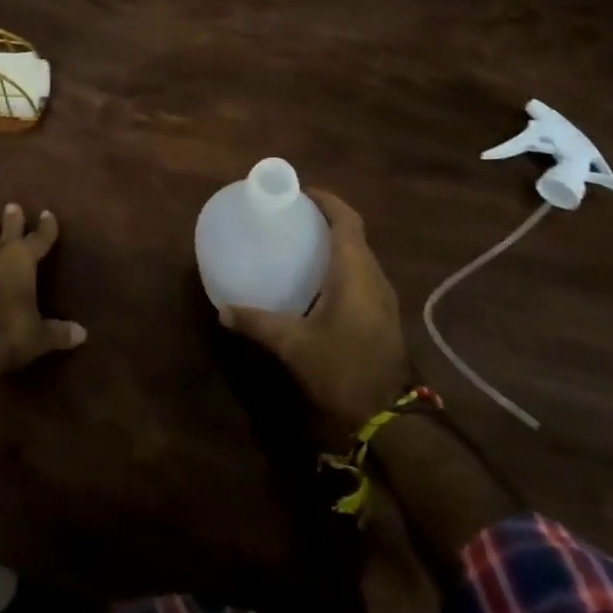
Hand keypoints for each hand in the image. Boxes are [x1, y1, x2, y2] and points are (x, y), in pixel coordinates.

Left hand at [0, 203, 85, 403]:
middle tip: (12, 206)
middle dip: (12, 220)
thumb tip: (82, 334)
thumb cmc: (8, 331)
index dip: (45, 227)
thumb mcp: (38, 335)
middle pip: (7, 231)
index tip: (47, 213)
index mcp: (23, 260)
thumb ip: (58, 332)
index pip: (39, 238)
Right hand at [220, 189, 412, 432]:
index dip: (326, 200)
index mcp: (355, 271)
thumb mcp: (293, 345)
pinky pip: (361, 275)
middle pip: (353, 234)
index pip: (346, 219)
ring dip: (334, 244)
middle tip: (291, 218)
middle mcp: (373, 276)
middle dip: (325, 219)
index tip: (299, 194)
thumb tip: (223, 310)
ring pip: (359, 255)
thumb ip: (258, 323)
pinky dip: (339, 266)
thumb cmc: (342, 368)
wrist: (389, 418)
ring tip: (299, 244)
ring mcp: (382, 298)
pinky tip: (315, 283)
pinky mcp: (382, 316)